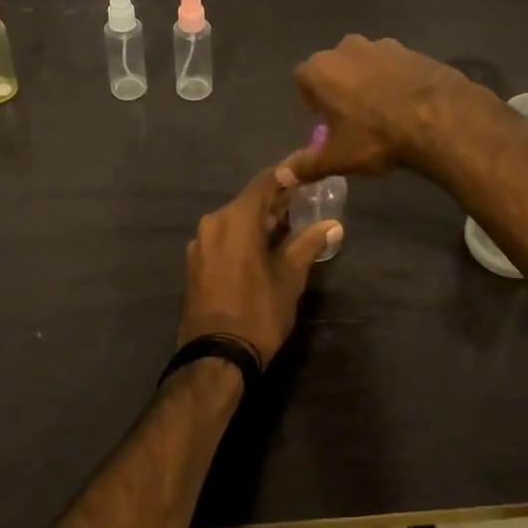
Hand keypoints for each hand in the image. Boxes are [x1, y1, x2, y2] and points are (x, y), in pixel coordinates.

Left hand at [178, 164, 341, 365]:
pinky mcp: (195, 263)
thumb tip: (333, 225)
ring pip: (235, 220)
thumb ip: (308, 244)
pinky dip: (244, 236)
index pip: (265, 182)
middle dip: (276, 200)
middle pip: (249, 201)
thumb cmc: (258, 313)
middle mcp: (213, 222)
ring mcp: (200, 243)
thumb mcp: (290, 278)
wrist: (215, 358)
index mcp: (235, 219)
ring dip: (260, 220)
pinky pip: (224, 237)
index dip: (288, 174)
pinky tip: (263, 246)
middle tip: (305, 199)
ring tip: (289, 224)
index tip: (307, 168)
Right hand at [280, 35, 478, 185]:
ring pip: (365, 65)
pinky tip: (408, 105)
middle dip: (340, 89)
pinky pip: (394, 66)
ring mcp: (380, 45)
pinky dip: (395, 80)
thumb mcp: (338, 158)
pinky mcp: (411, 49)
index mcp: (319, 70)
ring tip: (384, 113)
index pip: (303, 82)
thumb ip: (306, 165)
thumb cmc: (375, 137)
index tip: (327, 123)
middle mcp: (345, 48)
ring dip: (368, 82)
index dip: (313, 103)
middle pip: (334, 69)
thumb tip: (281, 177)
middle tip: (354, 119)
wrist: (438, 118)